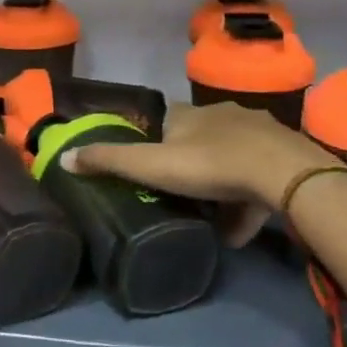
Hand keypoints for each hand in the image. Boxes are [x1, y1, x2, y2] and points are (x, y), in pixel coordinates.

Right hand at [62, 102, 333, 243]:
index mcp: (189, 114)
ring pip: (230, 159)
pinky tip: (238, 231)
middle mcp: (223, 115)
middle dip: (189, 165)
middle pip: (199, 138)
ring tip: (209, 218)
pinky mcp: (283, 155)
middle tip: (179, 195)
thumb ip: (108, 162)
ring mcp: (258, 133)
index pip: (167, 121)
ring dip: (219, 187)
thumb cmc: (210, 165)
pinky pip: (257, 179)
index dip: (156, 142)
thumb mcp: (151, 166)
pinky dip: (245, 203)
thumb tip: (62, 158)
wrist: (284, 174)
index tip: (150, 168)